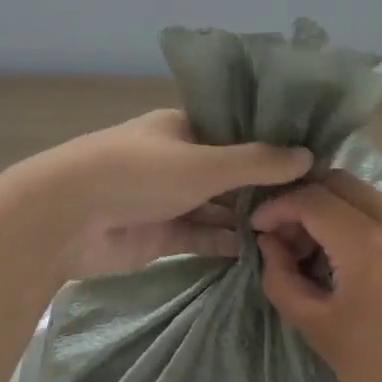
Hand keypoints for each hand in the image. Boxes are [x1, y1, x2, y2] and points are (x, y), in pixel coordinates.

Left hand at [25, 110, 312, 278]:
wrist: (67, 218)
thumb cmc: (137, 174)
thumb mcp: (203, 163)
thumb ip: (256, 162)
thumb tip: (308, 156)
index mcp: (183, 128)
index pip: (237, 133)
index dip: (272, 146)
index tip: (314, 162)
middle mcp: (178, 160)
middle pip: (229, 173)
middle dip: (264, 188)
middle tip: (314, 204)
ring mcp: (167, 199)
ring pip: (216, 208)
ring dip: (247, 219)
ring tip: (296, 232)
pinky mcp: (159, 235)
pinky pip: (201, 237)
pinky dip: (226, 244)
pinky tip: (262, 252)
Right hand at [252, 172, 381, 381]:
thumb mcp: (317, 328)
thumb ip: (282, 279)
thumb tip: (270, 244)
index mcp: (366, 242)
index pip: (310, 199)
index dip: (276, 207)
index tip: (256, 228)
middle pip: (338, 182)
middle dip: (303, 199)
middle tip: (284, 234)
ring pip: (363, 193)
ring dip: (330, 207)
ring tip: (311, 247)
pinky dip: (356, 218)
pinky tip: (343, 256)